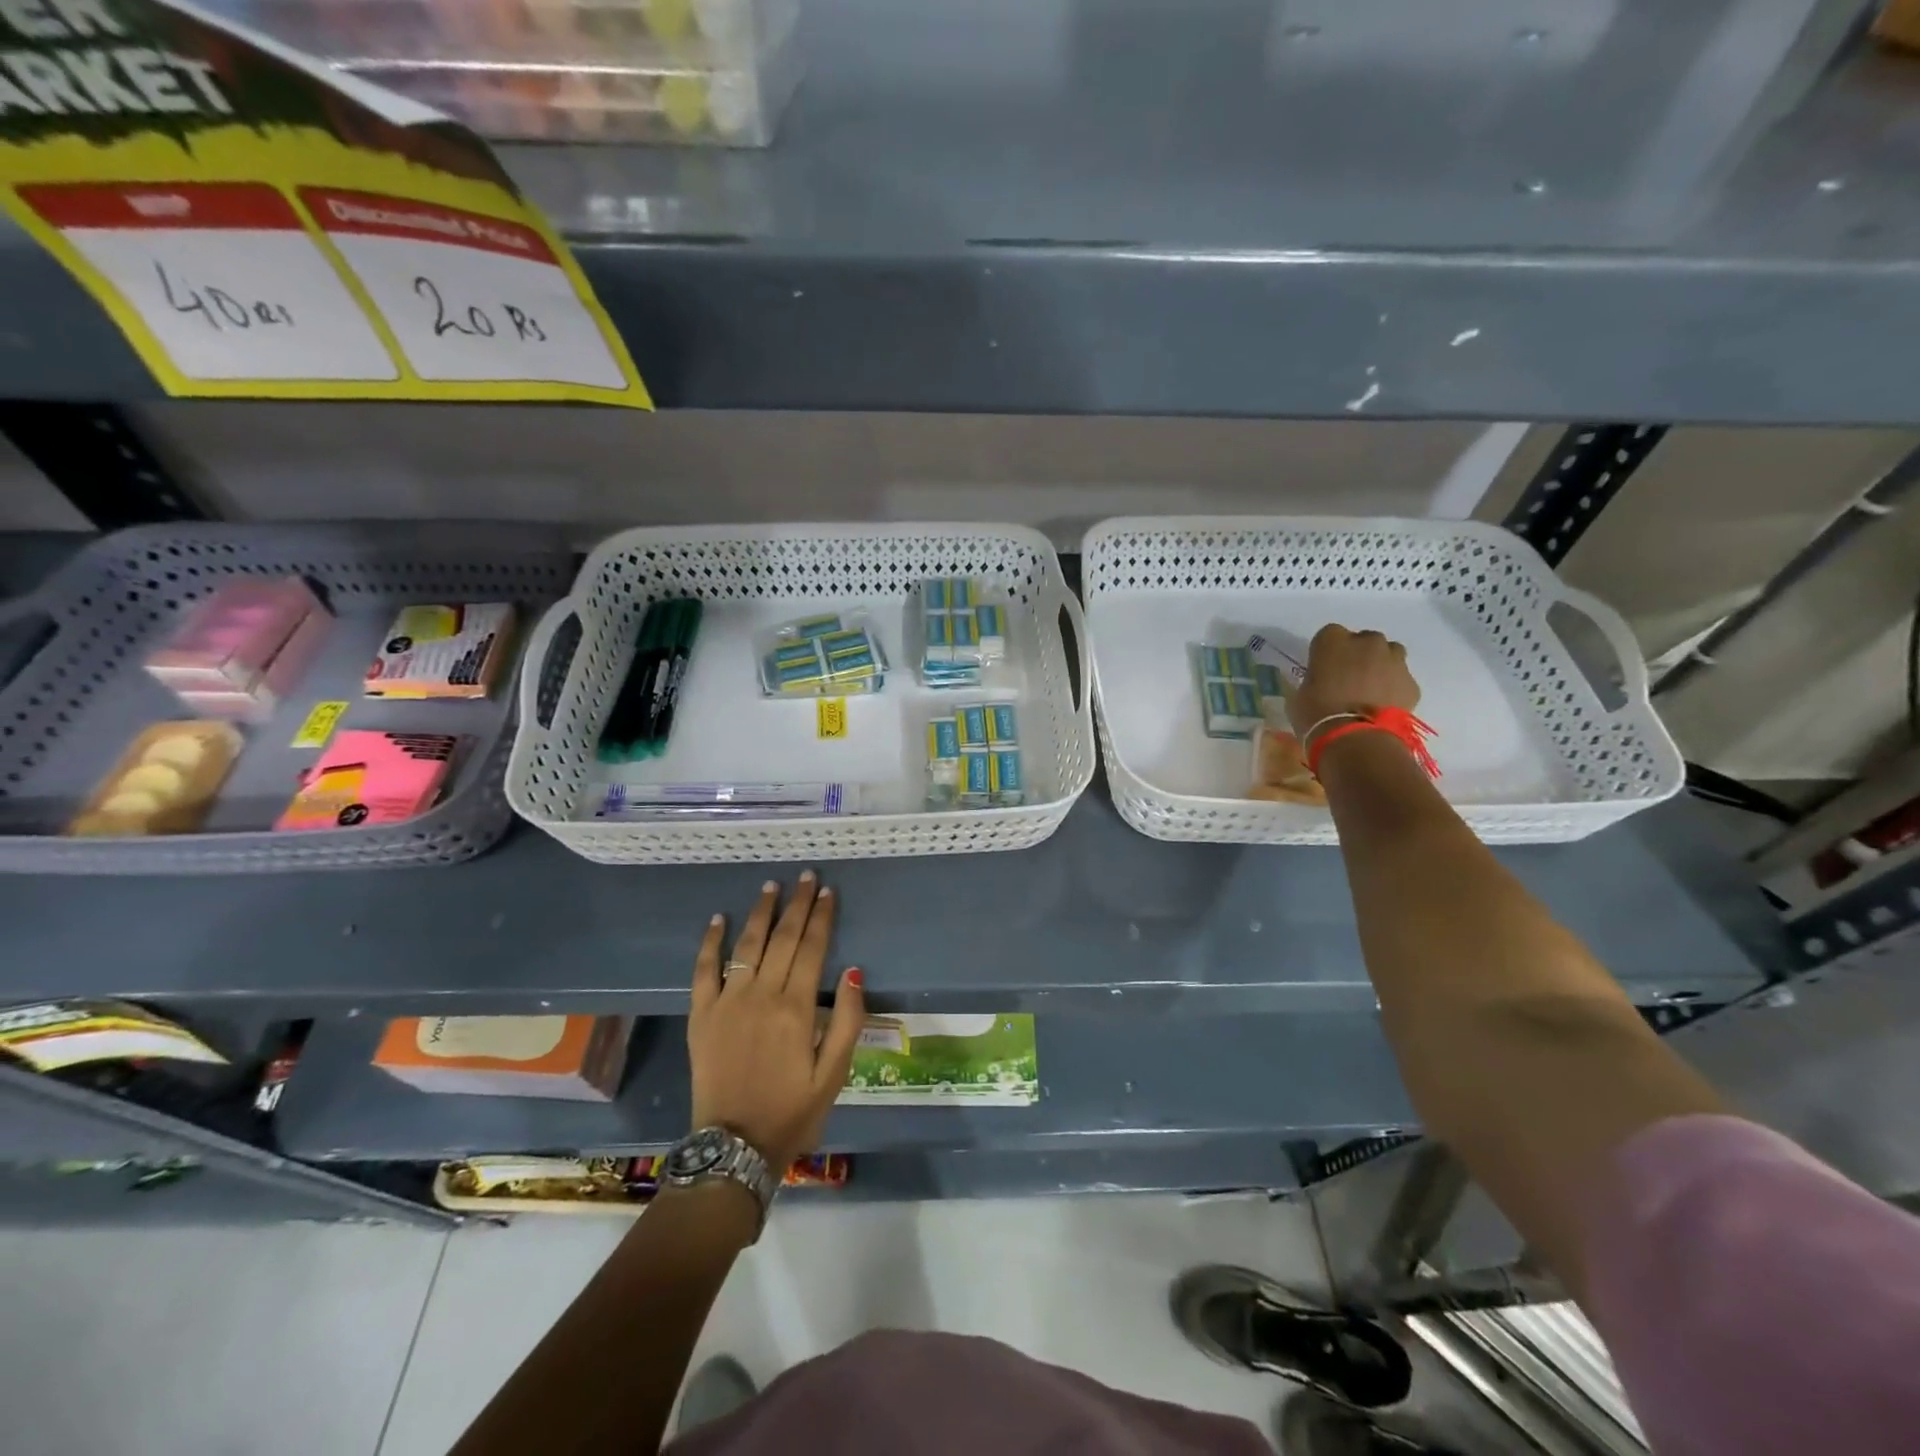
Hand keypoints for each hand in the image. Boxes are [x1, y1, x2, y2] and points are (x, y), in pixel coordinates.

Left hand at [689, 871, 864, 1171]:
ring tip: (770, 886)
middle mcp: (762, 995)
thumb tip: (853, 971)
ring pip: (746, 946)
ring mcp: (727, 1002)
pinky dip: (710, 943)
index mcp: (796, 1007)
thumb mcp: (834, 1074)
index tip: (828, 891)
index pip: (813, 948)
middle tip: (805, 876)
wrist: (734, 1148)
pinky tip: (718, 919)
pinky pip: (704, 970)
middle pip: (783, 938)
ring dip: (760, 913)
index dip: (822, 916)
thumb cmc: (792, 1111)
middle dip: (796, 904)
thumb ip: (846, 1020)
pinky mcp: (701, 1015)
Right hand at [1287, 624, 1420, 740]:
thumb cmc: (1316, 715)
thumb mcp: (1300, 695)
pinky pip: (1401, 679)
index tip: (1323, 668)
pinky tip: (1383, 706)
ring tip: (1370, 689)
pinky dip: (1394, 688)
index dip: (1327, 651)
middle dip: (1358, 655)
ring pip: (1390, 653)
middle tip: (1348, 679)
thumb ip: (1313, 681)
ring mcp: (1393, 660)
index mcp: (1332, 641)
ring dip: (1380, 665)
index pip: (1329, 634)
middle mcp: (1366, 643)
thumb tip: (1318, 685)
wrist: (1356, 739)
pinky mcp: (1411, 683)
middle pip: (1364, 640)